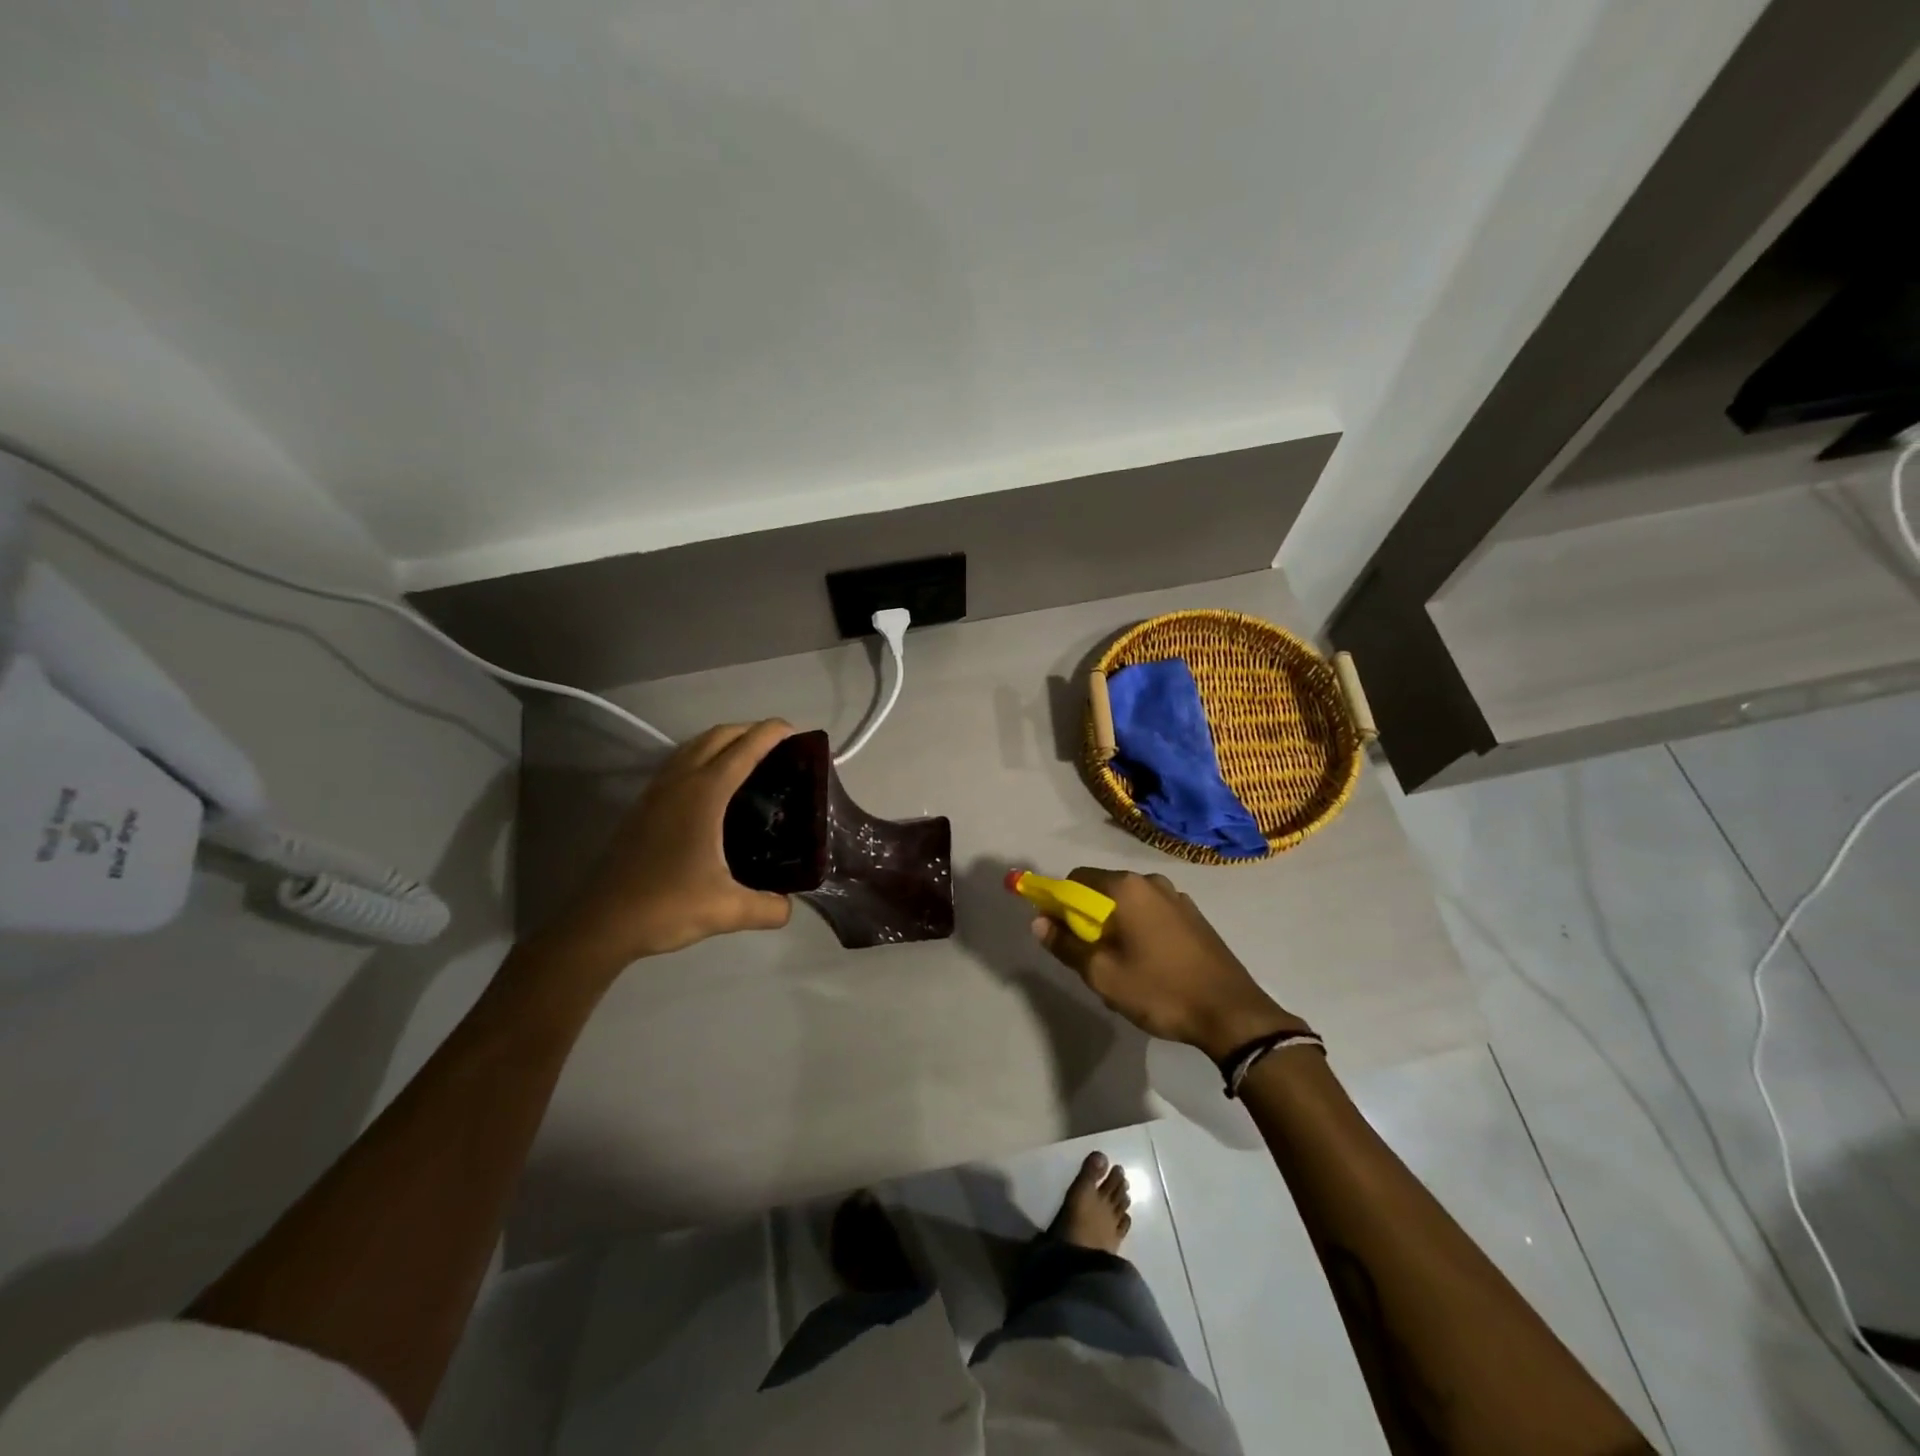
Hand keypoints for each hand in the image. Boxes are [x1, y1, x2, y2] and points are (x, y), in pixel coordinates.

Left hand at [546, 721, 794, 967]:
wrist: (602, 922)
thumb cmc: (667, 906)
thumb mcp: (728, 910)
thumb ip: (768, 909)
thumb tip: (789, 907)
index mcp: (704, 795)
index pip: (743, 750)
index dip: (770, 734)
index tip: (794, 729)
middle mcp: (679, 783)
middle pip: (716, 737)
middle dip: (748, 730)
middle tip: (778, 743)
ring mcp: (656, 792)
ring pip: (693, 747)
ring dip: (722, 741)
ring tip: (747, 756)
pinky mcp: (642, 806)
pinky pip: (678, 764)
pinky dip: (701, 757)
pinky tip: (711, 784)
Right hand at [1031, 868, 1304, 1060]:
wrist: (1231, 1013)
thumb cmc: (1160, 990)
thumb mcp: (1102, 974)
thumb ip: (1066, 945)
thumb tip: (1039, 921)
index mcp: (1127, 888)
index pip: (1077, 878)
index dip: (1060, 902)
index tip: (1060, 934)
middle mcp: (1151, 883)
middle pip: (1103, 890)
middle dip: (1089, 919)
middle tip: (1092, 959)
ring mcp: (1177, 898)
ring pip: (1129, 905)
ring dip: (1116, 928)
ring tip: (1123, 969)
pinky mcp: (1194, 917)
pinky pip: (1153, 915)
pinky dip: (1140, 932)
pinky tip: (1151, 967)